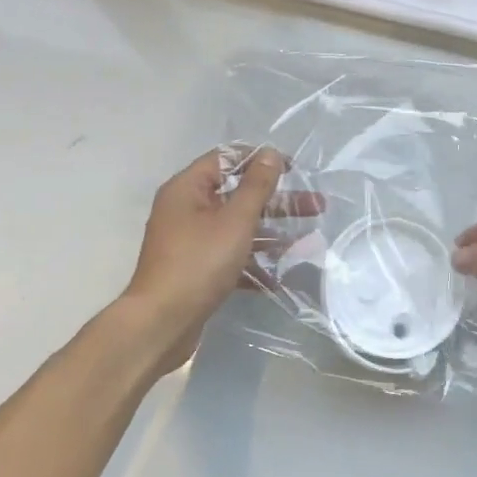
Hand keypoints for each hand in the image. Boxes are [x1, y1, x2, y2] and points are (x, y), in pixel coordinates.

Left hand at [123, 148, 321, 372]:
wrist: (161, 323)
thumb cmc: (199, 263)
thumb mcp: (235, 221)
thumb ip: (256, 186)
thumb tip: (270, 153)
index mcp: (187, 189)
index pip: (226, 159)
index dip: (260, 160)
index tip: (293, 170)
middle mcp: (185, 210)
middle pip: (236, 194)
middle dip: (276, 201)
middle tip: (315, 206)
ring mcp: (190, 242)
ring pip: (236, 227)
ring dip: (270, 232)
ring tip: (307, 241)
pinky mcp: (196, 269)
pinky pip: (229, 255)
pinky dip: (252, 261)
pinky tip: (279, 276)